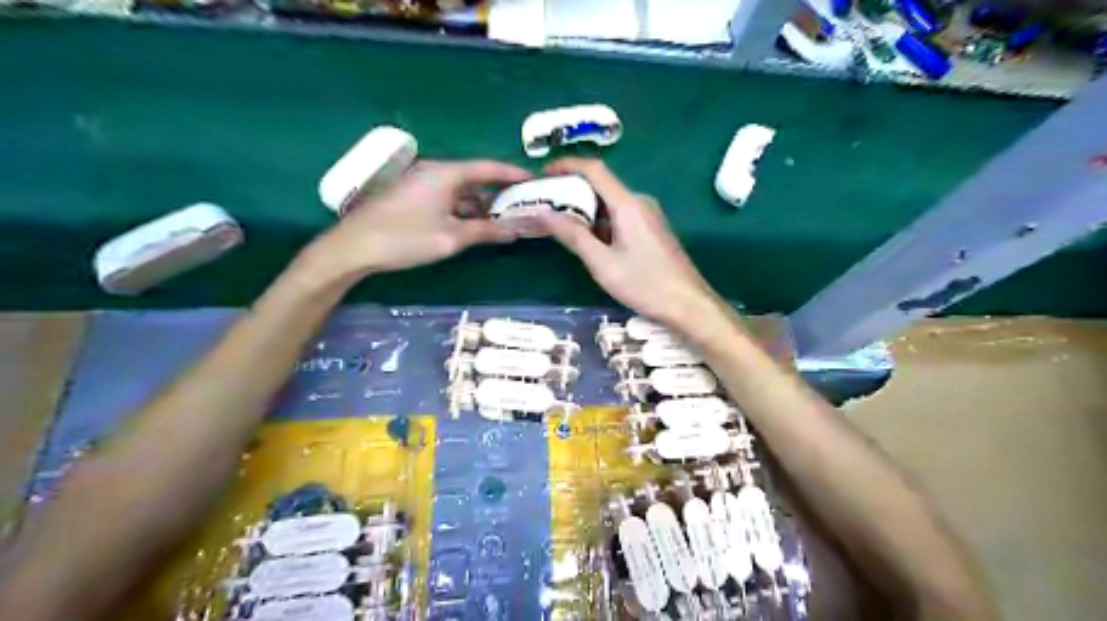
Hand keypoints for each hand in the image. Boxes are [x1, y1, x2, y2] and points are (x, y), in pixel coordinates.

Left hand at [301, 159, 526, 276]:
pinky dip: (464, 211)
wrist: (354, 247)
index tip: (534, 180)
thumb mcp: (451, 237)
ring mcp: (422, 185)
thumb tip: (515, 230)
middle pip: (475, 178)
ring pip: (460, 191)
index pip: (488, 168)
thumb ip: (486, 232)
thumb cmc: (405, 238)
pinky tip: (476, 226)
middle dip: (499, 193)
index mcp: (446, 173)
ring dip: (481, 205)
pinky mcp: (413, 198)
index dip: (512, 173)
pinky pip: (447, 199)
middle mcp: (435, 173)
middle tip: (523, 205)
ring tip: (505, 220)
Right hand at [538, 161, 727, 331]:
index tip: (541, 174)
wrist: (689, 304)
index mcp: (628, 204)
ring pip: (608, 203)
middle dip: (570, 191)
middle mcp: (639, 202)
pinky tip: (584, 238)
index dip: (566, 166)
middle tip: (542, 205)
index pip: (594, 170)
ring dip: (583, 209)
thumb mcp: (602, 263)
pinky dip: (598, 221)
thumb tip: (542, 213)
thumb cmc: (645, 284)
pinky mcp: (649, 229)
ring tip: (556, 223)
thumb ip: (573, 235)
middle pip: (600, 185)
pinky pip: (618, 216)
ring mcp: (647, 215)